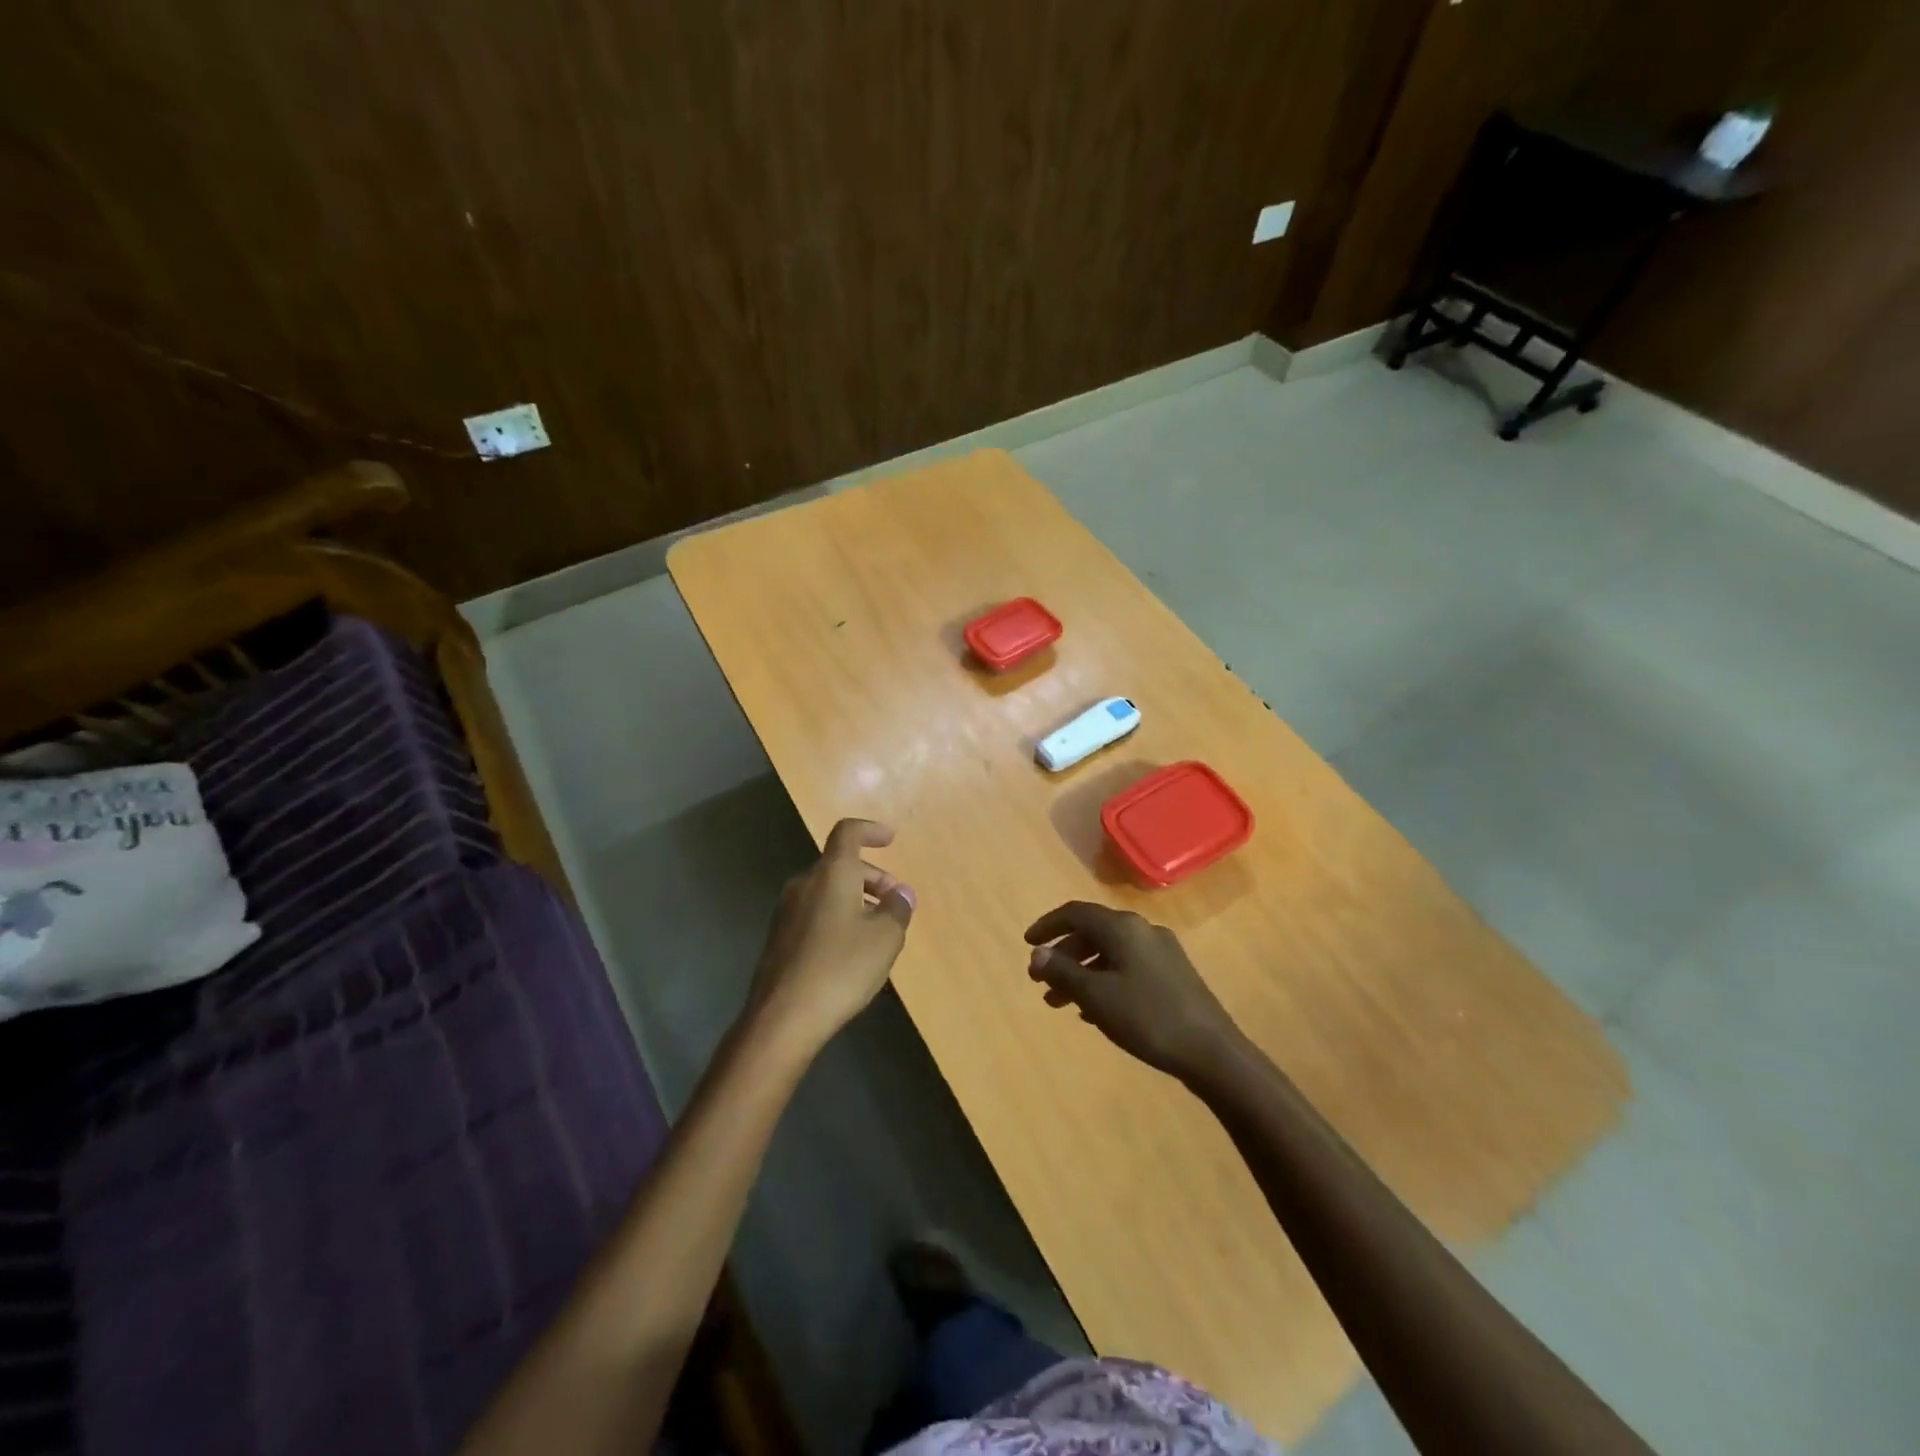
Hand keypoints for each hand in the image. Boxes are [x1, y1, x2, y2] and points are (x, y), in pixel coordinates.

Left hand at [746, 819, 915, 1054]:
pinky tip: (850, 951)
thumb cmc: (840, 968)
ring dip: (855, 899)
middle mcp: (804, 884)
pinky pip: (814, 912)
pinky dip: (837, 916)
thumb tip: (901, 893)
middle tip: (894, 901)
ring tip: (877, 930)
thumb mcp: (885, 938)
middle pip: (839, 864)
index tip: (890, 840)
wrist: (782, 1018)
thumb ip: (897, 909)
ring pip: (827, 890)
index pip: (848, 833)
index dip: (870, 830)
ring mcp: (786, 911)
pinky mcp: (779, 938)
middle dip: (871, 876)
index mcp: (831, 874)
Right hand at [1025, 901, 1241, 1079]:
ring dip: (1082, 972)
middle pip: (1093, 932)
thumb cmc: (1147, 1018)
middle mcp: (1142, 930)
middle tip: (1041, 982)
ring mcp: (1161, 951)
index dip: (1048, 926)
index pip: (1076, 913)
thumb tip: (1036, 954)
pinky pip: (1127, 967)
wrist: (1212, 1051)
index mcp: (1123, 928)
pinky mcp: (1173, 974)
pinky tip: (1094, 1010)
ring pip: (1110, 953)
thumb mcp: (1096, 996)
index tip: (1027, 943)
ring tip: (1061, 1003)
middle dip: (1063, 955)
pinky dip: (1104, 980)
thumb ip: (1063, 971)